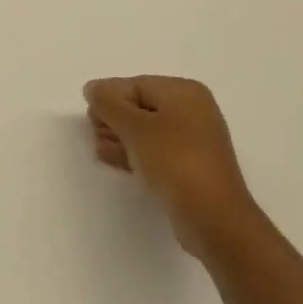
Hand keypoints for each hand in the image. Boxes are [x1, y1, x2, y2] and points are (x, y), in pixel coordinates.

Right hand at [85, 76, 262, 261]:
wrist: (213, 218)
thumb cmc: (173, 161)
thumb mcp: (134, 126)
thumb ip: (108, 103)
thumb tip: (92, 88)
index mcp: (184, 92)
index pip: (135, 85)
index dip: (108, 97)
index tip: (89, 116)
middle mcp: (192, 111)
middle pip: (140, 106)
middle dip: (113, 118)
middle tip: (93, 132)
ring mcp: (192, 141)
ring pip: (146, 130)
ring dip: (120, 137)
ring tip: (99, 149)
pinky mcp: (189, 167)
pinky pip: (155, 151)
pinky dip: (134, 153)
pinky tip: (112, 159)